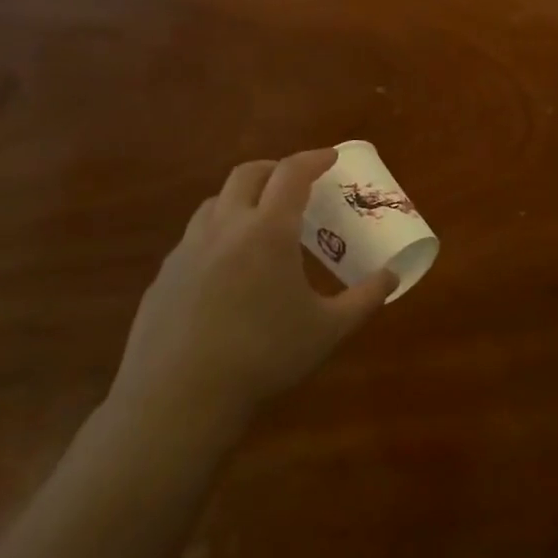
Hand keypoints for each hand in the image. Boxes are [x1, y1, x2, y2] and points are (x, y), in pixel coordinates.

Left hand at [107, 150, 394, 443]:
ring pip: (214, 203)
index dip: (314, 159)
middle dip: (275, 169)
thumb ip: (365, 298)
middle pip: (247, 174)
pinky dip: (217, 234)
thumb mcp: (328, 330)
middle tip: (295, 184)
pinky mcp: (164, 276)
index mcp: (268, 230)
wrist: (177, 399)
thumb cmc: (263, 356)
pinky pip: (193, 238)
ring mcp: (187, 250)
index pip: (292, 173)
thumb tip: (393, 276)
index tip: (331, 157)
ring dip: (242, 198)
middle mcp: (225, 227)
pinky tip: (226, 270)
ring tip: (260, 222)